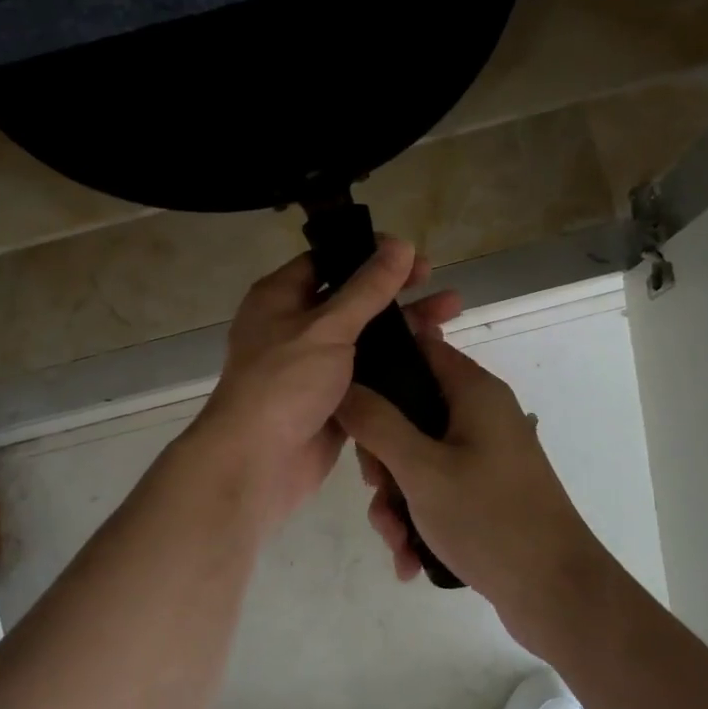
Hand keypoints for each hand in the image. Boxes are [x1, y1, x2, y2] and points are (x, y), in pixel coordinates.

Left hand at [183, 237, 462, 532]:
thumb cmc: (284, 383)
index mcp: (281, 298)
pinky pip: (369, 373)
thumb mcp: (327, 327)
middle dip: (395, 290)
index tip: (410, 253)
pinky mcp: (333, 399)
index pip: (328, 261)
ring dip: (403, 326)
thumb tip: (400, 245)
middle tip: (436, 281)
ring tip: (451, 313)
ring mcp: (314, 365)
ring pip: (365, 337)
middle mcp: (295, 326)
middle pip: (352, 298)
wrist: (256, 463)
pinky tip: (434, 355)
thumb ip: (367, 288)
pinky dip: (397, 364)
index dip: (368, 253)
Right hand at [337, 333, 605, 644]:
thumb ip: (376, 422)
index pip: (419, 349)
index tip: (346, 398)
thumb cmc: (488, 519)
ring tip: (395, 540)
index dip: (379, 365)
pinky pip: (436, 489)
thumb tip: (342, 385)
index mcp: (474, 392)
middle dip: (381, 455)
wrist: (558, 596)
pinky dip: (418, 517)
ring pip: (417, 457)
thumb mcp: (421, 468)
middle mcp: (481, 415)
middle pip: (409, 411)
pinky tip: (410, 558)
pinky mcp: (486, 491)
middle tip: (375, 487)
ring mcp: (485, 455)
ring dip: (395, 498)